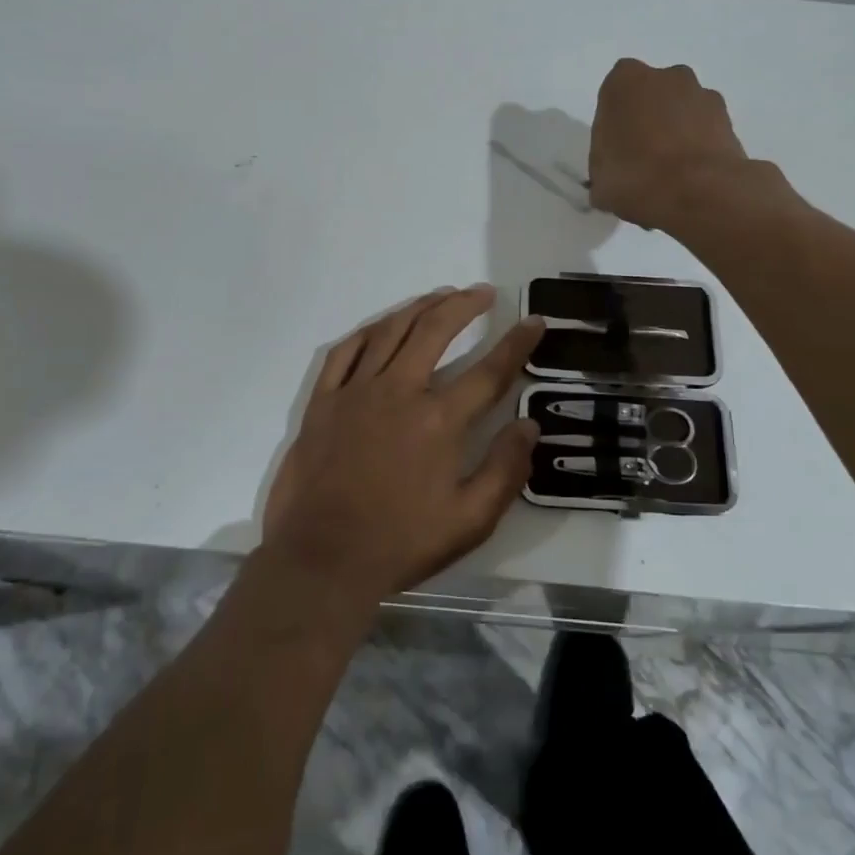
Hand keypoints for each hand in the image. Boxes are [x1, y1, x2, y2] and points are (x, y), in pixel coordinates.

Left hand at [261, 286, 544, 603]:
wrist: (321, 561)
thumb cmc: (400, 543)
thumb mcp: (469, 521)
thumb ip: (505, 470)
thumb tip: (528, 425)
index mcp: (439, 421)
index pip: (489, 371)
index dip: (516, 343)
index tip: (533, 321)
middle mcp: (399, 392)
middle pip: (435, 331)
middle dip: (464, 305)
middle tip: (483, 292)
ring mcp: (356, 392)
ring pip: (391, 331)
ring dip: (420, 307)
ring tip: (441, 295)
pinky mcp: (323, 401)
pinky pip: (345, 351)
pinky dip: (368, 331)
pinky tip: (382, 325)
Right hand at [589, 59, 790, 232]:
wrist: (701, 192)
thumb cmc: (637, 177)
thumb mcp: (600, 181)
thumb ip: (603, 169)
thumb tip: (612, 179)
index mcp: (625, 82)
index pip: (613, 95)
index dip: (613, 124)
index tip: (614, 151)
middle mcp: (666, 76)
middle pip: (651, 97)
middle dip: (647, 121)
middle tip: (641, 160)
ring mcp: (702, 95)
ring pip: (681, 110)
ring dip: (675, 132)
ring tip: (671, 174)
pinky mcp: (729, 119)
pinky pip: (705, 129)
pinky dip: (699, 146)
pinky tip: (692, 178)